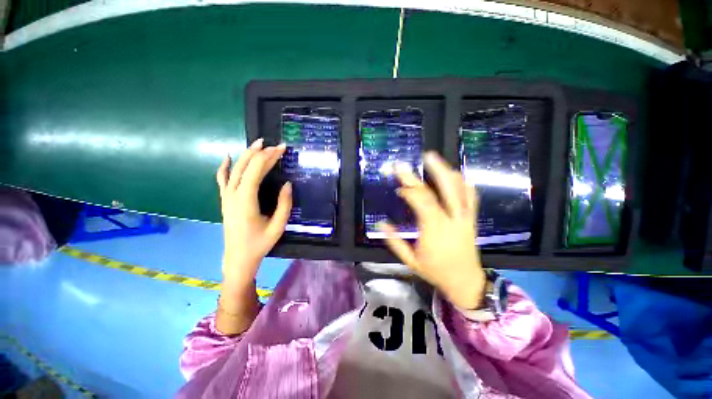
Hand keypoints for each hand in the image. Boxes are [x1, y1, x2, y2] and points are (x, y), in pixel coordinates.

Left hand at [216, 138, 291, 289]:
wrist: (238, 257)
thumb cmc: (259, 243)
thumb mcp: (278, 226)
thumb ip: (284, 204)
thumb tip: (288, 184)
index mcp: (246, 200)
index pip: (255, 170)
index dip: (269, 157)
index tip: (282, 149)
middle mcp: (233, 194)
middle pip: (245, 166)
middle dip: (261, 153)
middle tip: (276, 146)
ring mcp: (226, 197)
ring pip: (234, 169)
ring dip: (246, 155)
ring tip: (258, 145)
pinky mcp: (225, 200)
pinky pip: (222, 179)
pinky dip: (224, 167)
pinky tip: (227, 157)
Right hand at [378, 152, 485, 309]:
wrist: (465, 281)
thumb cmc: (435, 271)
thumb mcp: (410, 260)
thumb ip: (394, 241)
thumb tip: (381, 224)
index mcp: (435, 231)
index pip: (423, 202)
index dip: (410, 190)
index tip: (399, 186)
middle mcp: (453, 220)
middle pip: (445, 189)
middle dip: (434, 170)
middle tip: (425, 156)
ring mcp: (466, 218)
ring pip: (461, 189)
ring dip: (448, 172)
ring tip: (436, 160)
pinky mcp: (472, 219)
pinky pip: (472, 196)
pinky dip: (464, 183)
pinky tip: (455, 174)